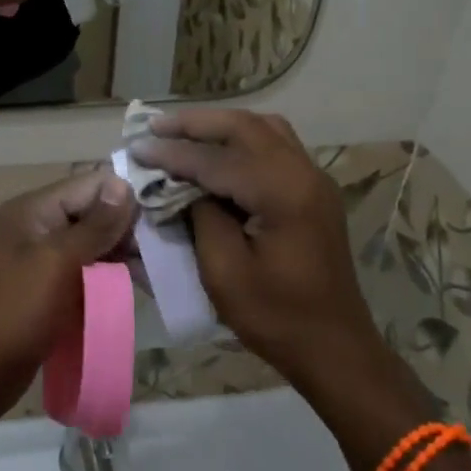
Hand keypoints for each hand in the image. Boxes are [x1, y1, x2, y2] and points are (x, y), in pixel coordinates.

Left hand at [0, 171, 137, 425]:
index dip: (123, 197)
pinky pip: (85, 266)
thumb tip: (124, 185)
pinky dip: (108, 272)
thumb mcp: (59, 262)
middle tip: (161, 249)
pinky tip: (135, 282)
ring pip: (92, 240)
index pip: (88, 184)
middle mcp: (35, 224)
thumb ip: (94, 225)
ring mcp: (40, 255)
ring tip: (154, 269)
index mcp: (31, 210)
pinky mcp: (48, 283)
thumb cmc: (19, 311)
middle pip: (91, 211)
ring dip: (121, 251)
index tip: (159, 217)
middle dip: (126, 227)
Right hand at [131, 110, 379, 389]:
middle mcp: (304, 173)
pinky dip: (242, 139)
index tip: (136, 147)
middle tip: (154, 125)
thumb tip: (183, 185)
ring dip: (221, 126)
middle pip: (245, 127)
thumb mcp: (224, 272)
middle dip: (196, 123)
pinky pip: (276, 146)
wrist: (334, 347)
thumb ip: (201, 217)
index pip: (217, 159)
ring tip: (182, 132)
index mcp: (283, 193)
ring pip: (264, 129)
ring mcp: (315, 179)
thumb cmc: (276, 317)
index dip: (173, 153)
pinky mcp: (314, 191)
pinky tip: (217, 152)